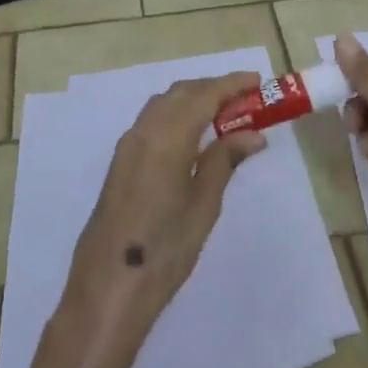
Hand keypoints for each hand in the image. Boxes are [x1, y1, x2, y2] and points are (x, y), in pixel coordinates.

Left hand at [63, 72, 267, 332]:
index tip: (258, 81)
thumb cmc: (165, 249)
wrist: (109, 286)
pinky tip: (194, 135)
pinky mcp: (121, 160)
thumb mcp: (203, 205)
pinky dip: (177, 114)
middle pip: (182, 92)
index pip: (204, 94)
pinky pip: (153, 120)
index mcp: (167, 136)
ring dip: (194, 99)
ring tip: (225, 115)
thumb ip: (224, 161)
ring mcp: (128, 144)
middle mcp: (144, 130)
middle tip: (246, 100)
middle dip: (213, 88)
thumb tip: (253, 134)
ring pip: (164, 103)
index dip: (231, 84)